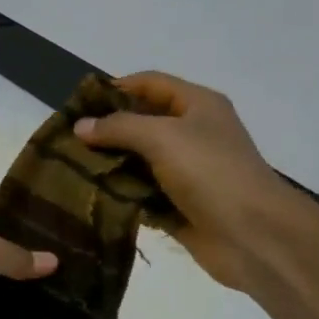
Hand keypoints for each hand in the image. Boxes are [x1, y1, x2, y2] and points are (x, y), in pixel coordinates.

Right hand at [75, 72, 301, 290]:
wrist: (251, 234)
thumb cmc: (210, 173)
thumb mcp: (163, 137)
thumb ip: (120, 128)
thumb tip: (81, 126)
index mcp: (197, 106)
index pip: (150, 84)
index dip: (115, 88)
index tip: (77, 104)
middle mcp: (192, 134)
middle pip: (142, 123)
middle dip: (106, 130)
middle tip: (67, 141)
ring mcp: (185, 173)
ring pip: (138, 162)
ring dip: (109, 166)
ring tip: (69, 170)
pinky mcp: (178, 206)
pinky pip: (141, 195)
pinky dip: (120, 196)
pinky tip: (90, 198)